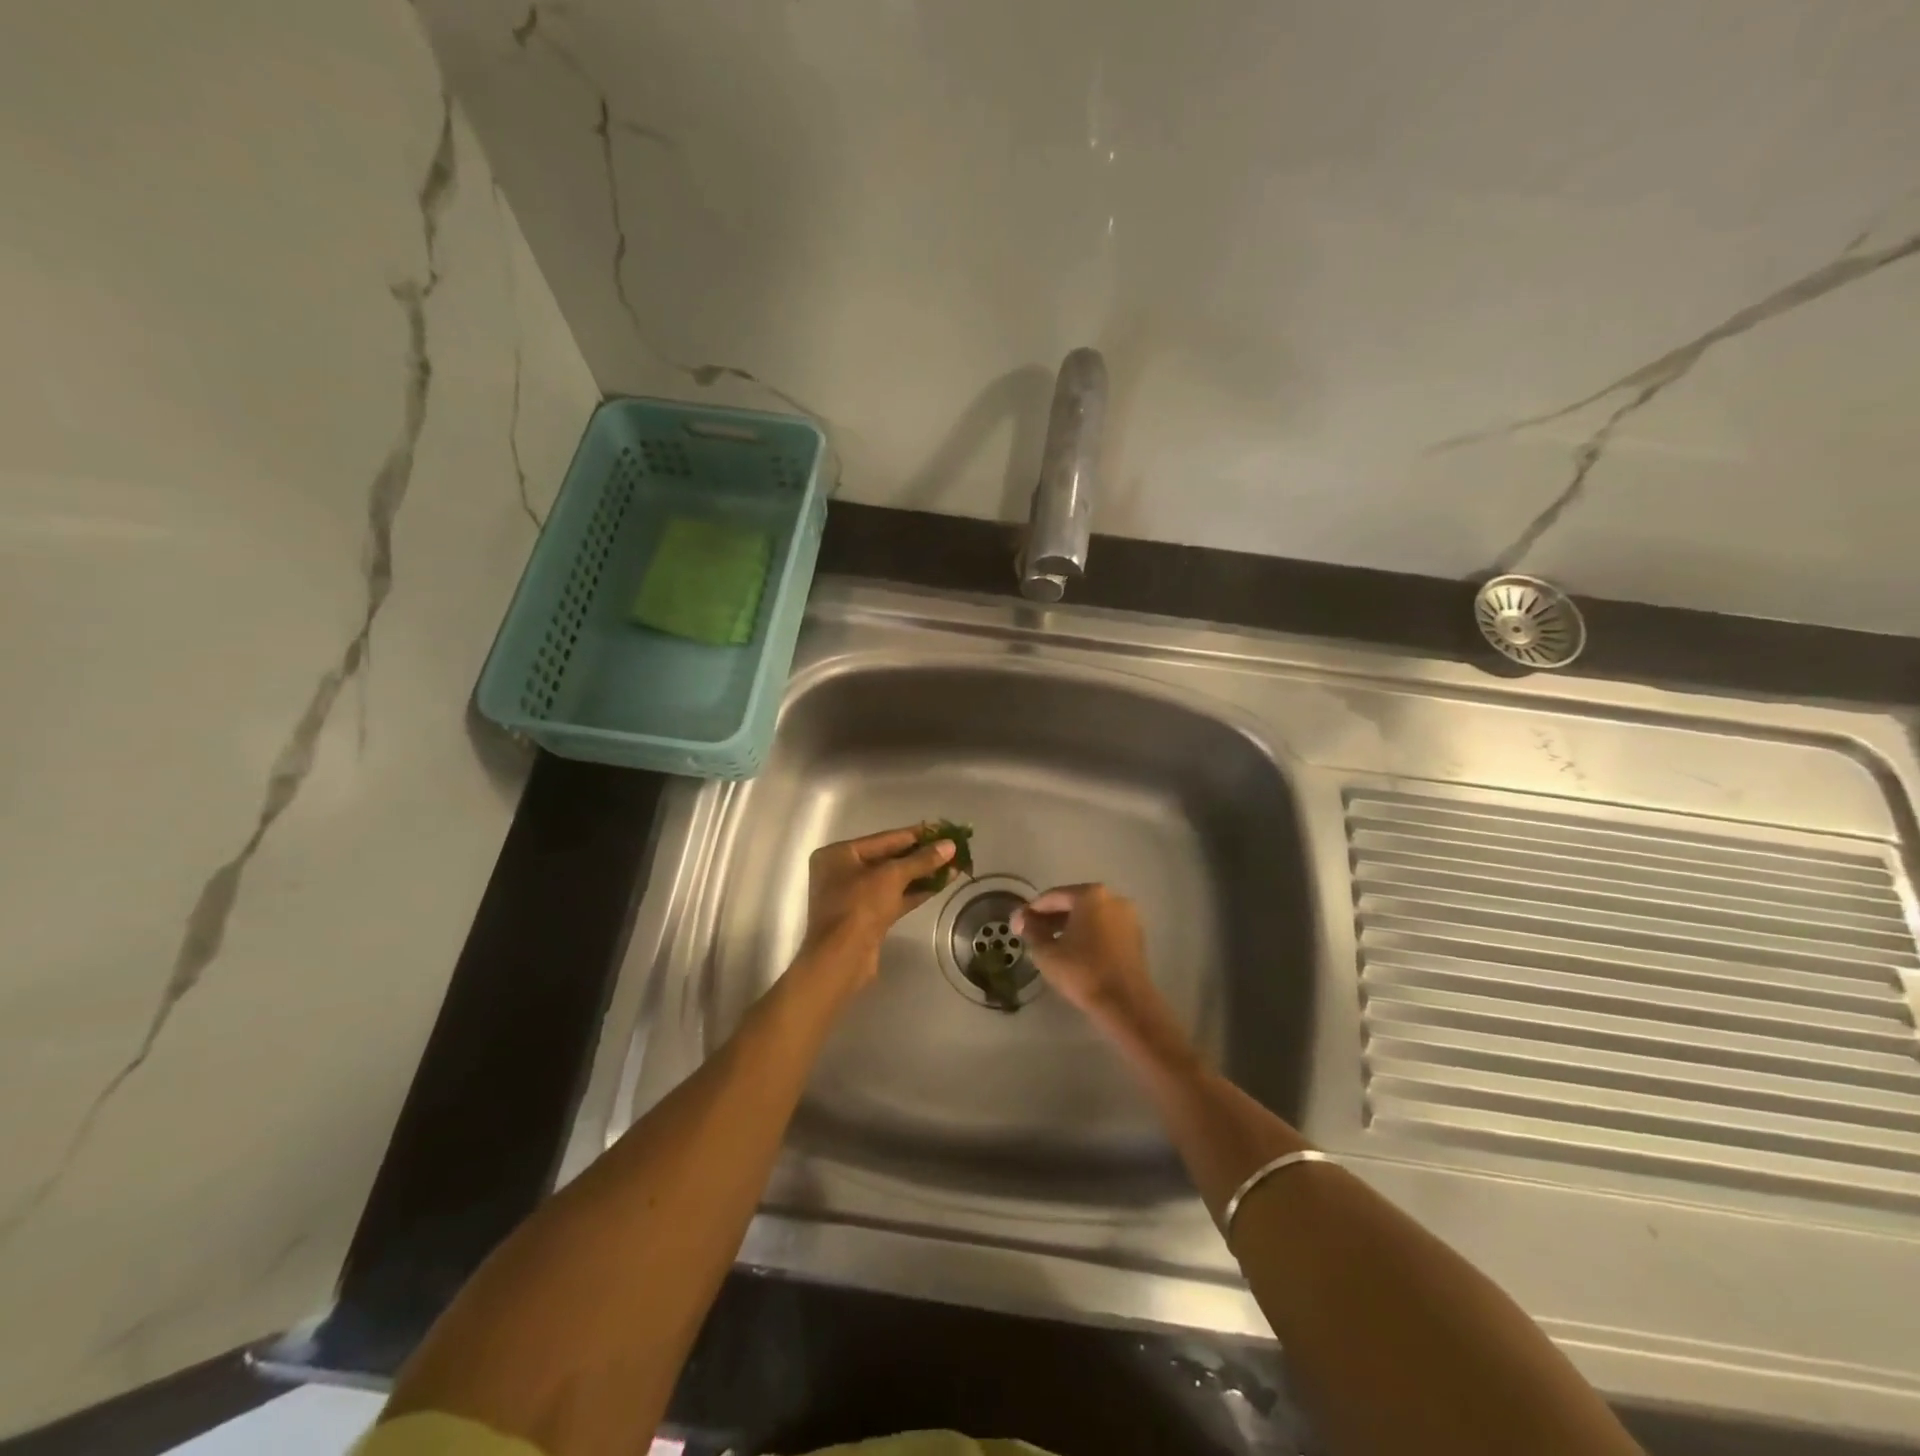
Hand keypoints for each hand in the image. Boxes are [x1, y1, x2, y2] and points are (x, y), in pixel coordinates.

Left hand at [797, 825, 956, 991]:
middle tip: (951, 849)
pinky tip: (941, 884)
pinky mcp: (867, 918)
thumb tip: (950, 846)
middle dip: (921, 855)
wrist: (841, 959)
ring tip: (953, 866)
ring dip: (922, 874)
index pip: (884, 839)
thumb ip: (921, 860)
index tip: (942, 830)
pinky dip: (916, 891)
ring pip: (893, 880)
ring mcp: (854, 897)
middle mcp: (843, 872)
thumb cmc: (859, 906)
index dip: (915, 834)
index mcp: (839, 854)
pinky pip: (894, 897)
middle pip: (888, 858)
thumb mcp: (891, 876)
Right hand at [1013, 884, 1158, 1024]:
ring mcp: (1128, 917)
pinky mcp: (1136, 937)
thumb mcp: (1046, 952)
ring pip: (1090, 917)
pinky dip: (1088, 935)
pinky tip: (1074, 952)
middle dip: (1051, 918)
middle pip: (1074, 904)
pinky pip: (1105, 929)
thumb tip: (1022, 918)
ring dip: (1069, 927)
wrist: (1126, 1004)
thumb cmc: (1082, 972)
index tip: (1016, 924)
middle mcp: (1113, 898)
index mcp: (1091, 895)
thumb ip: (1031, 929)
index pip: (1053, 897)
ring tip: (1050, 944)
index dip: (1031, 910)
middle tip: (1031, 933)